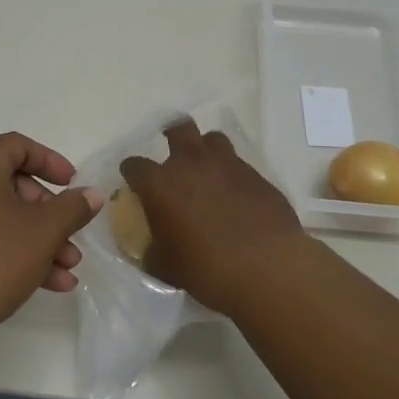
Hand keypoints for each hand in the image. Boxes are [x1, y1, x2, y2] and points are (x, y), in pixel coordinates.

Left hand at [0, 133, 102, 350]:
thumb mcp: (44, 231)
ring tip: (68, 268)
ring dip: (38, 238)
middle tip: (70, 235)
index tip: (72, 185)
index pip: (17, 146)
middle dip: (49, 212)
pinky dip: (14, 251)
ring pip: (1, 217)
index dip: (50, 161)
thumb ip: (73, 208)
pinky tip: (49, 283)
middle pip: (11, 184)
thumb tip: (92, 194)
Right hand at [120, 118, 306, 314]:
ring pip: (213, 139)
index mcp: (161, 184)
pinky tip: (235, 195)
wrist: (267, 268)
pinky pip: (238, 164)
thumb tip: (151, 249)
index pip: (135, 165)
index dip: (132, 171)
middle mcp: (191, 164)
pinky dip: (231, 174)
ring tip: (206, 168)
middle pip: (179, 129)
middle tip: (172, 151)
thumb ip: (152, 251)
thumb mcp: (166, 267)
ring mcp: (227, 165)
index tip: (133, 180)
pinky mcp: (256, 175)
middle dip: (172, 134)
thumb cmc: (207, 269)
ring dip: (205, 149)